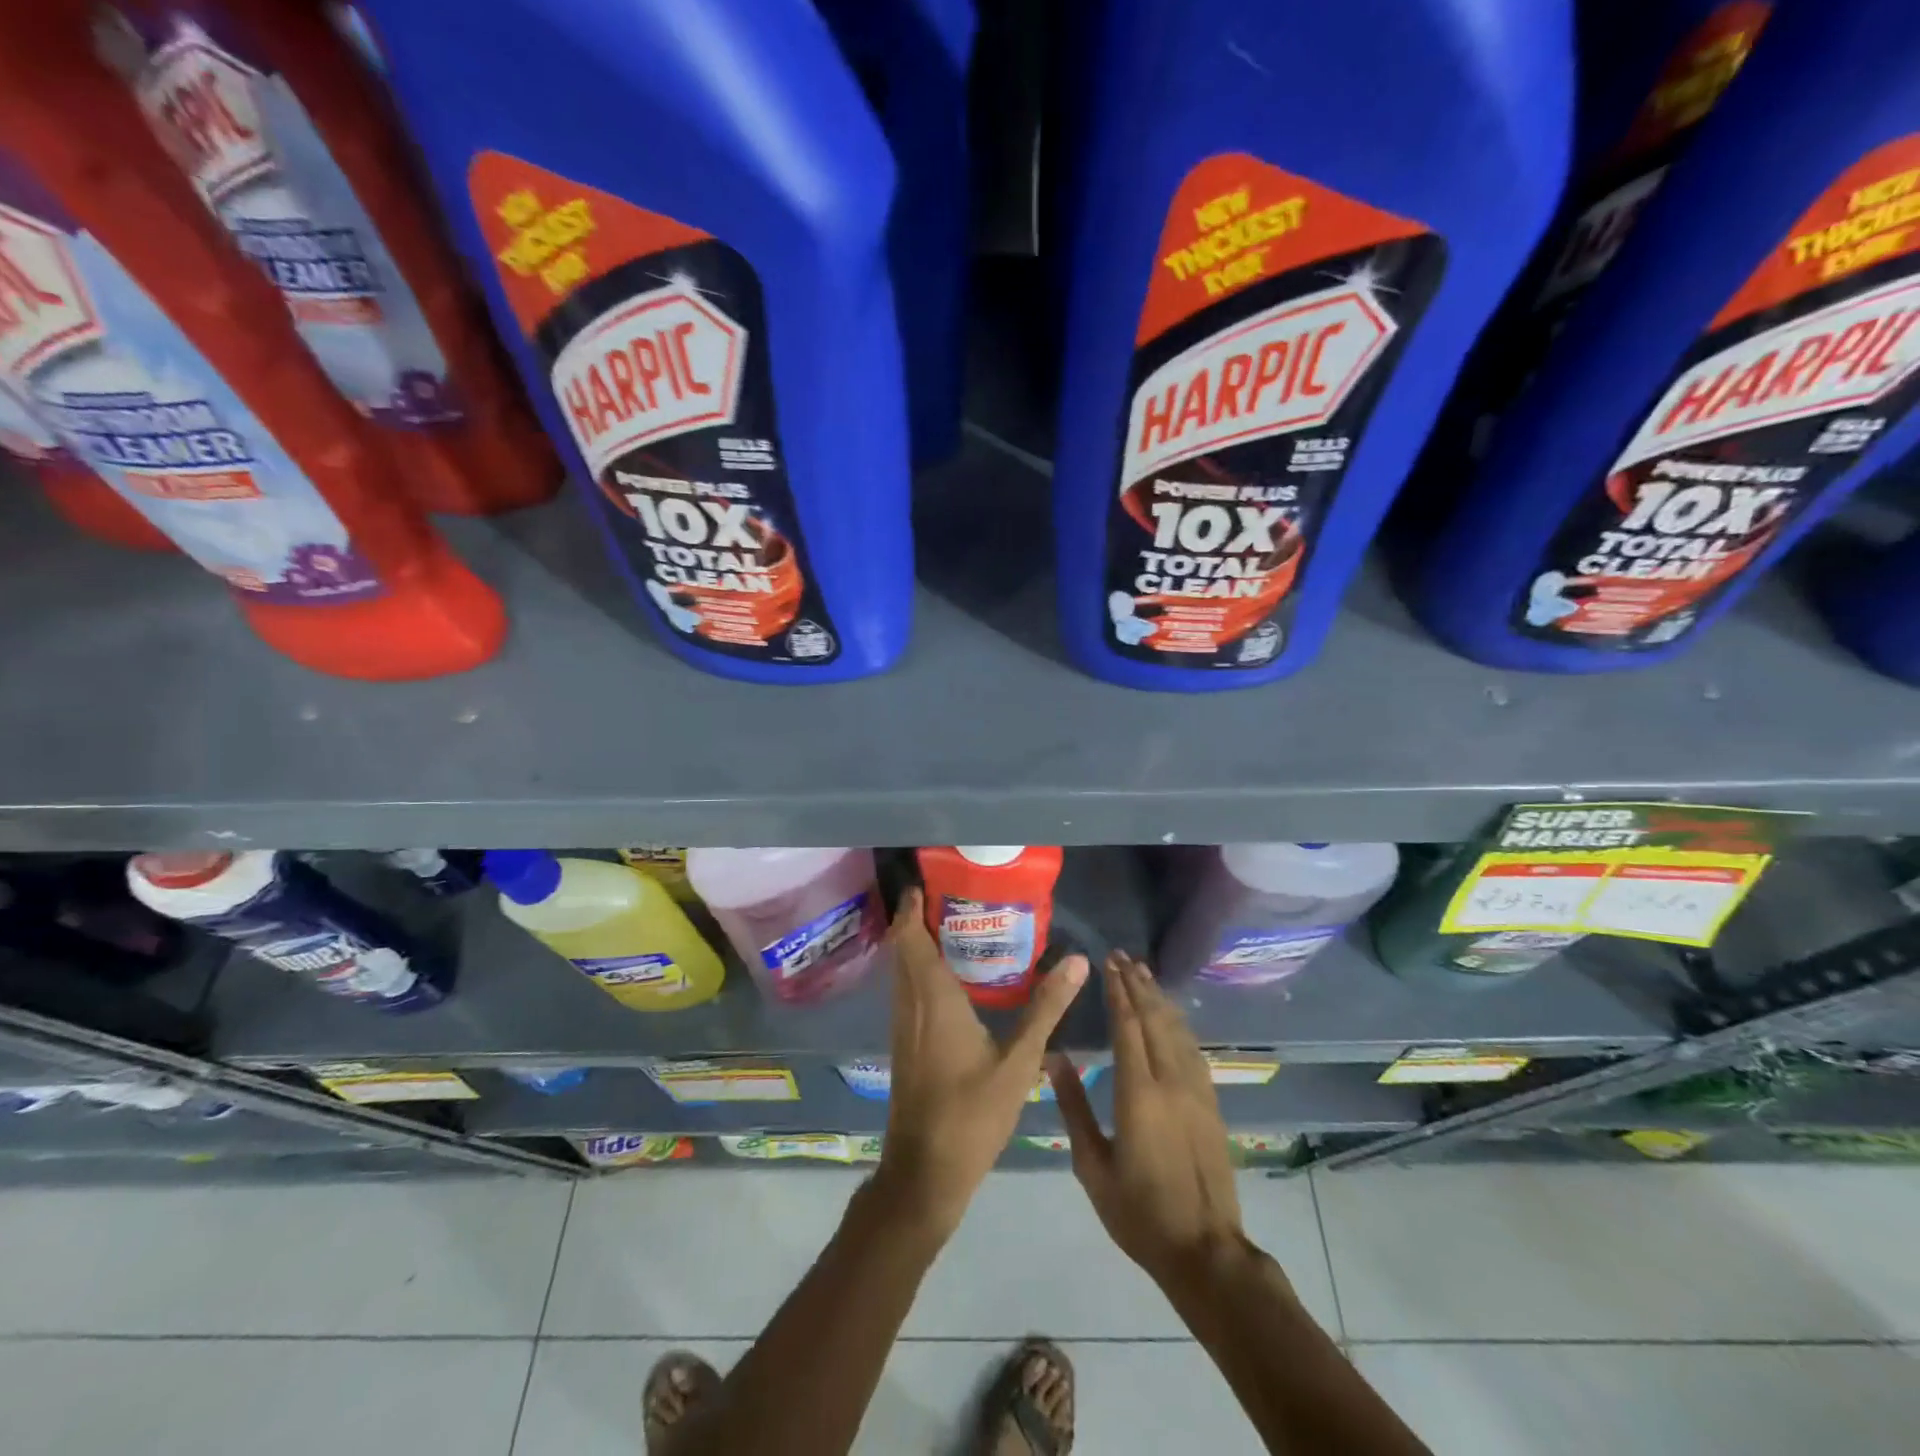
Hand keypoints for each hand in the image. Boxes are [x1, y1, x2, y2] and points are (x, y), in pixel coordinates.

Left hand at [877, 888, 1088, 1239]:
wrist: (925, 1172)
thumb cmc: (971, 1114)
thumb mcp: (1019, 1062)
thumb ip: (1046, 1009)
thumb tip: (1078, 960)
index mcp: (933, 999)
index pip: (911, 938)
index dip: (911, 906)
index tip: (927, 880)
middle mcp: (910, 1004)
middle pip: (902, 948)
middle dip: (916, 917)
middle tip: (950, 895)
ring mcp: (902, 1026)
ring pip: (901, 970)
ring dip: (916, 943)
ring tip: (950, 925)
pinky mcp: (903, 1044)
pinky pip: (905, 990)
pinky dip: (918, 969)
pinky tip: (947, 978)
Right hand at [1050, 951, 1244, 1286]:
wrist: (1205, 1251)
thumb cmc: (1138, 1212)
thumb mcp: (1092, 1165)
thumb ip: (1073, 1106)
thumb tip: (1053, 1058)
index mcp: (1139, 1093)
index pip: (1128, 1026)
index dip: (1118, 991)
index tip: (1108, 963)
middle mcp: (1171, 1081)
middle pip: (1155, 1019)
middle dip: (1138, 984)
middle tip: (1123, 956)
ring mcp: (1197, 1091)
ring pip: (1177, 1030)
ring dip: (1160, 998)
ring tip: (1144, 973)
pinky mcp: (1211, 1103)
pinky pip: (1193, 1049)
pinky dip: (1178, 1023)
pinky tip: (1171, 1015)